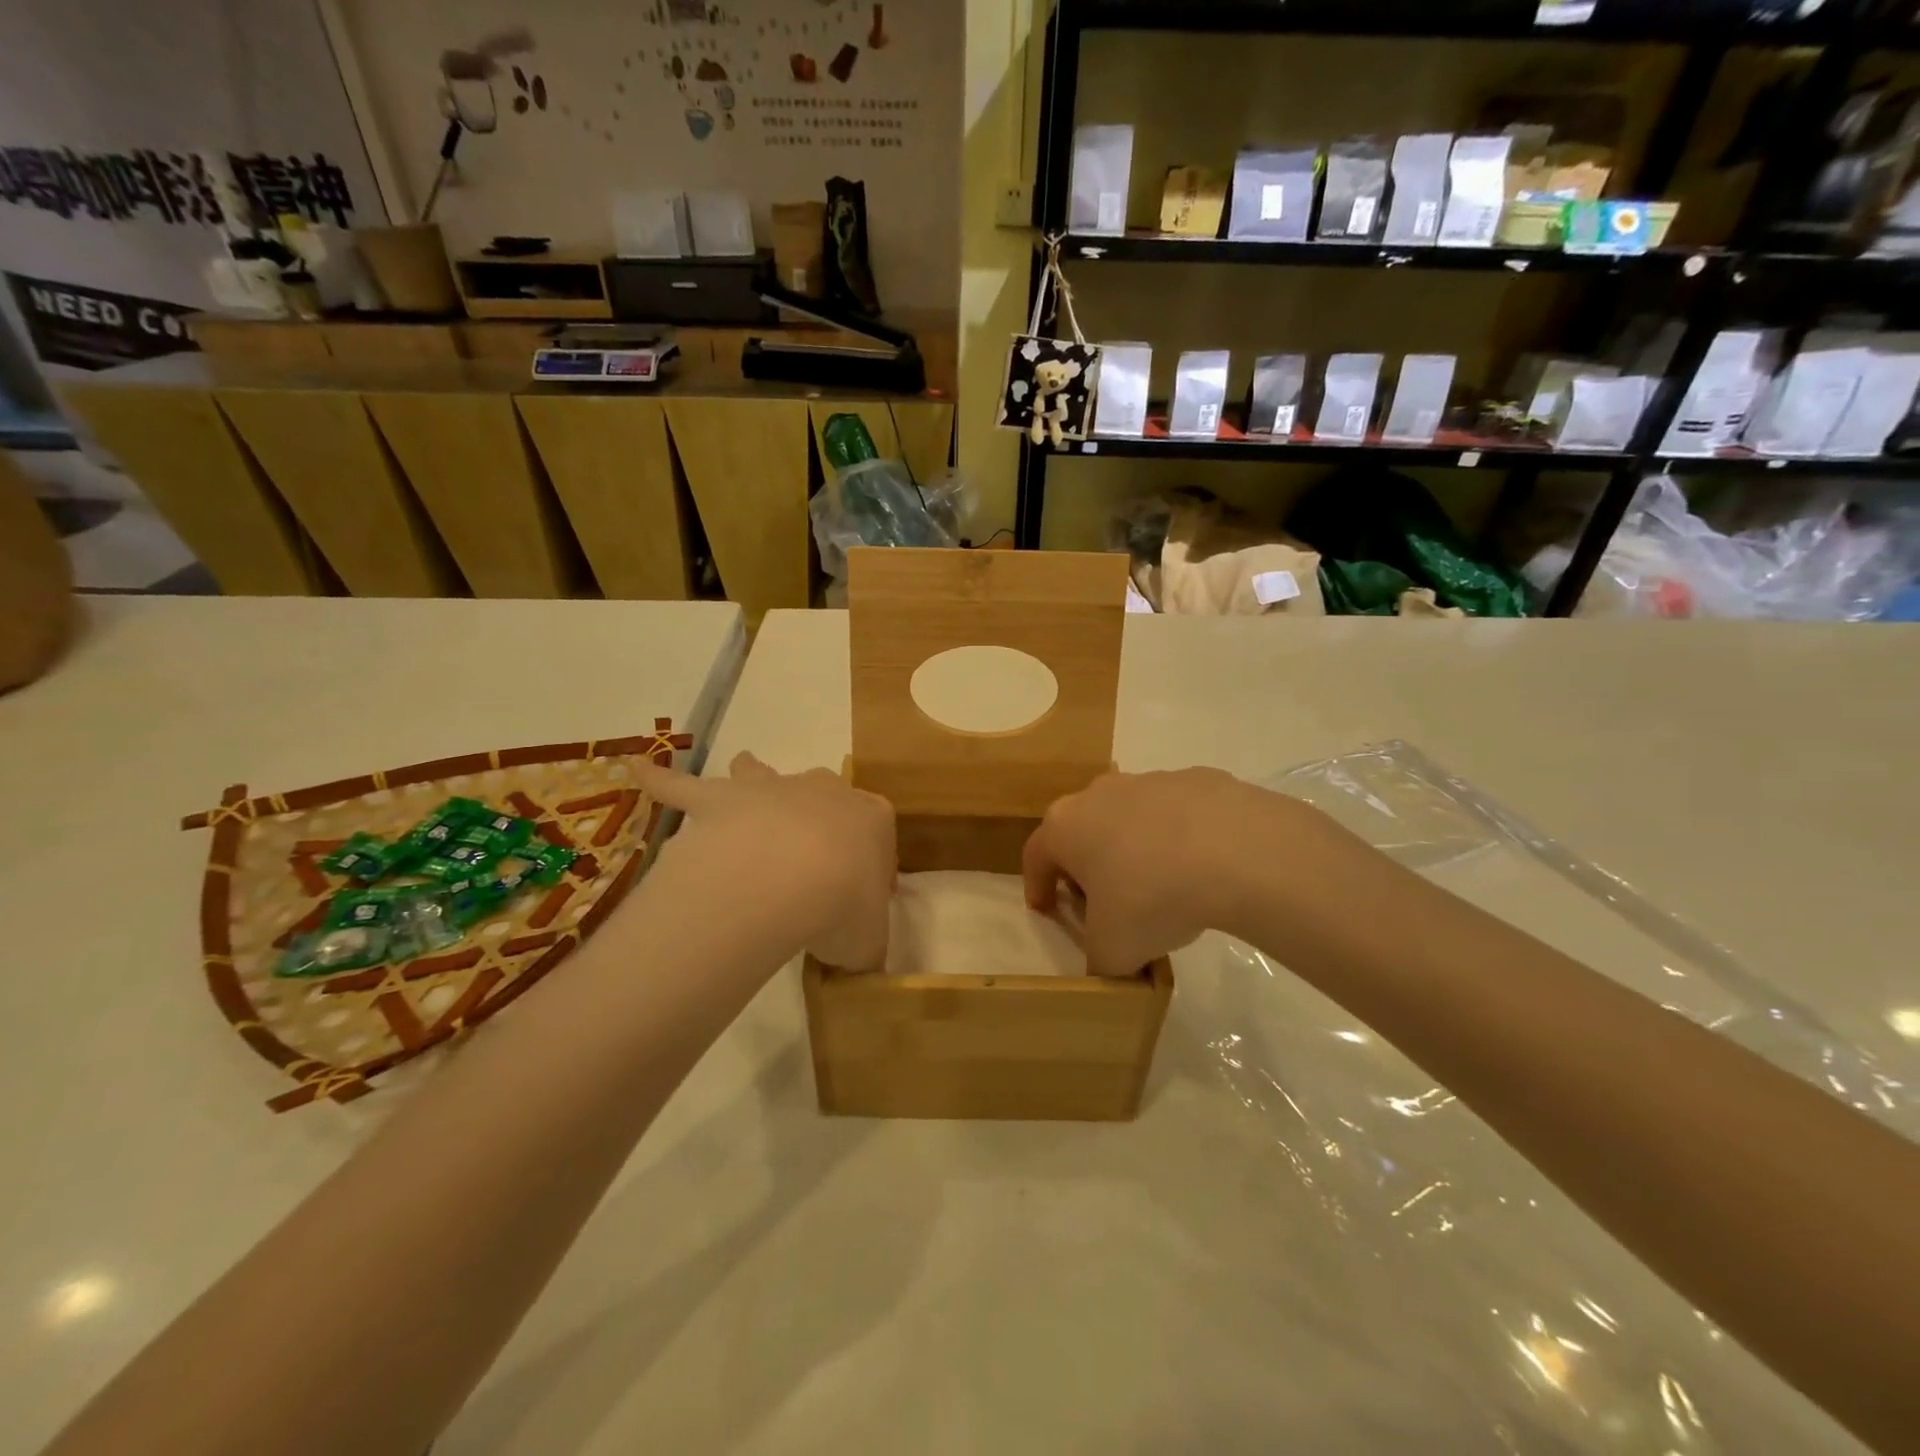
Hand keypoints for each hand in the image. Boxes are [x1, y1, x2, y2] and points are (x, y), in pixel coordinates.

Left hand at [634, 753, 895, 970]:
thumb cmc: (844, 904)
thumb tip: (856, 960)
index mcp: (870, 818)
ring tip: (742, 777)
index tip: (858, 896)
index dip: (868, 865)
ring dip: (752, 774)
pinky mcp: (718, 799)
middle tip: (809, 858)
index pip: (875, 834)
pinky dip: (660, 780)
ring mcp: (768, 790)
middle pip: (823, 795)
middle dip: (818, 815)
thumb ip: (865, 947)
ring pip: (759, 771)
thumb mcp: (869, 941)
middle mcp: (823, 791)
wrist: (791, 875)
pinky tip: (639, 770)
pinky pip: (682, 786)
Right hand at [1022, 768, 1314, 975]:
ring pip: (1128, 817)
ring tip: (1160, 885)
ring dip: (1133, 847)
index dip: (1038, 887)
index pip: (1036, 857)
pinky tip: (1203, 866)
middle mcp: (1098, 793)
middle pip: (1080, 830)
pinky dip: (1180, 836)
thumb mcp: (1114, 951)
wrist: (1237, 852)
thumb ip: (1099, 961)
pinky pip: (1176, 812)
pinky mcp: (1195, 779)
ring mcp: (1148, 780)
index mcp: (1065, 827)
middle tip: (1104, 901)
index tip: (1048, 910)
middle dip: (1086, 864)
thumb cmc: (1152, 898)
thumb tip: (1108, 964)